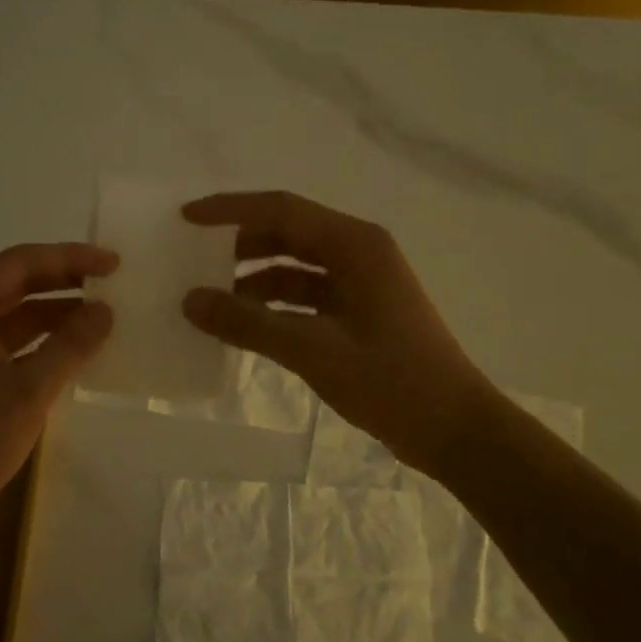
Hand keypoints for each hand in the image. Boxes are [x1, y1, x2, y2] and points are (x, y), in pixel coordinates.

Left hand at [0, 243, 115, 554]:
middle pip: (16, 283)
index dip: (69, 259)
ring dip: (57, 311)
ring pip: (16, 313)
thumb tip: (106, 310)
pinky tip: (79, 345)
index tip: (113, 262)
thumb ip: (71, 344)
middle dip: (65, 281)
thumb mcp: (29, 390)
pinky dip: (44, 340)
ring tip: (105, 311)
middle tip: (113, 280)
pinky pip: (11, 341)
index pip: (19, 264)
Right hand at [181, 192, 497, 473]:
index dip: (230, 210)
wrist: (455, 431)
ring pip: (292, 267)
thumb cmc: (392, 382)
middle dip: (237, 244)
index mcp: (355, 245)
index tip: (185, 218)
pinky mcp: (356, 314)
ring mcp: (358, 284)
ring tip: (206, 298)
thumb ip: (248, 323)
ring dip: (251, 279)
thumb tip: (190, 301)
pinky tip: (240, 326)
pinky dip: (270, 307)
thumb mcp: (313, 350)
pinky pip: (302, 297)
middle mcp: (357, 253)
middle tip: (189, 259)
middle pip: (285, 233)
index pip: (280, 209)